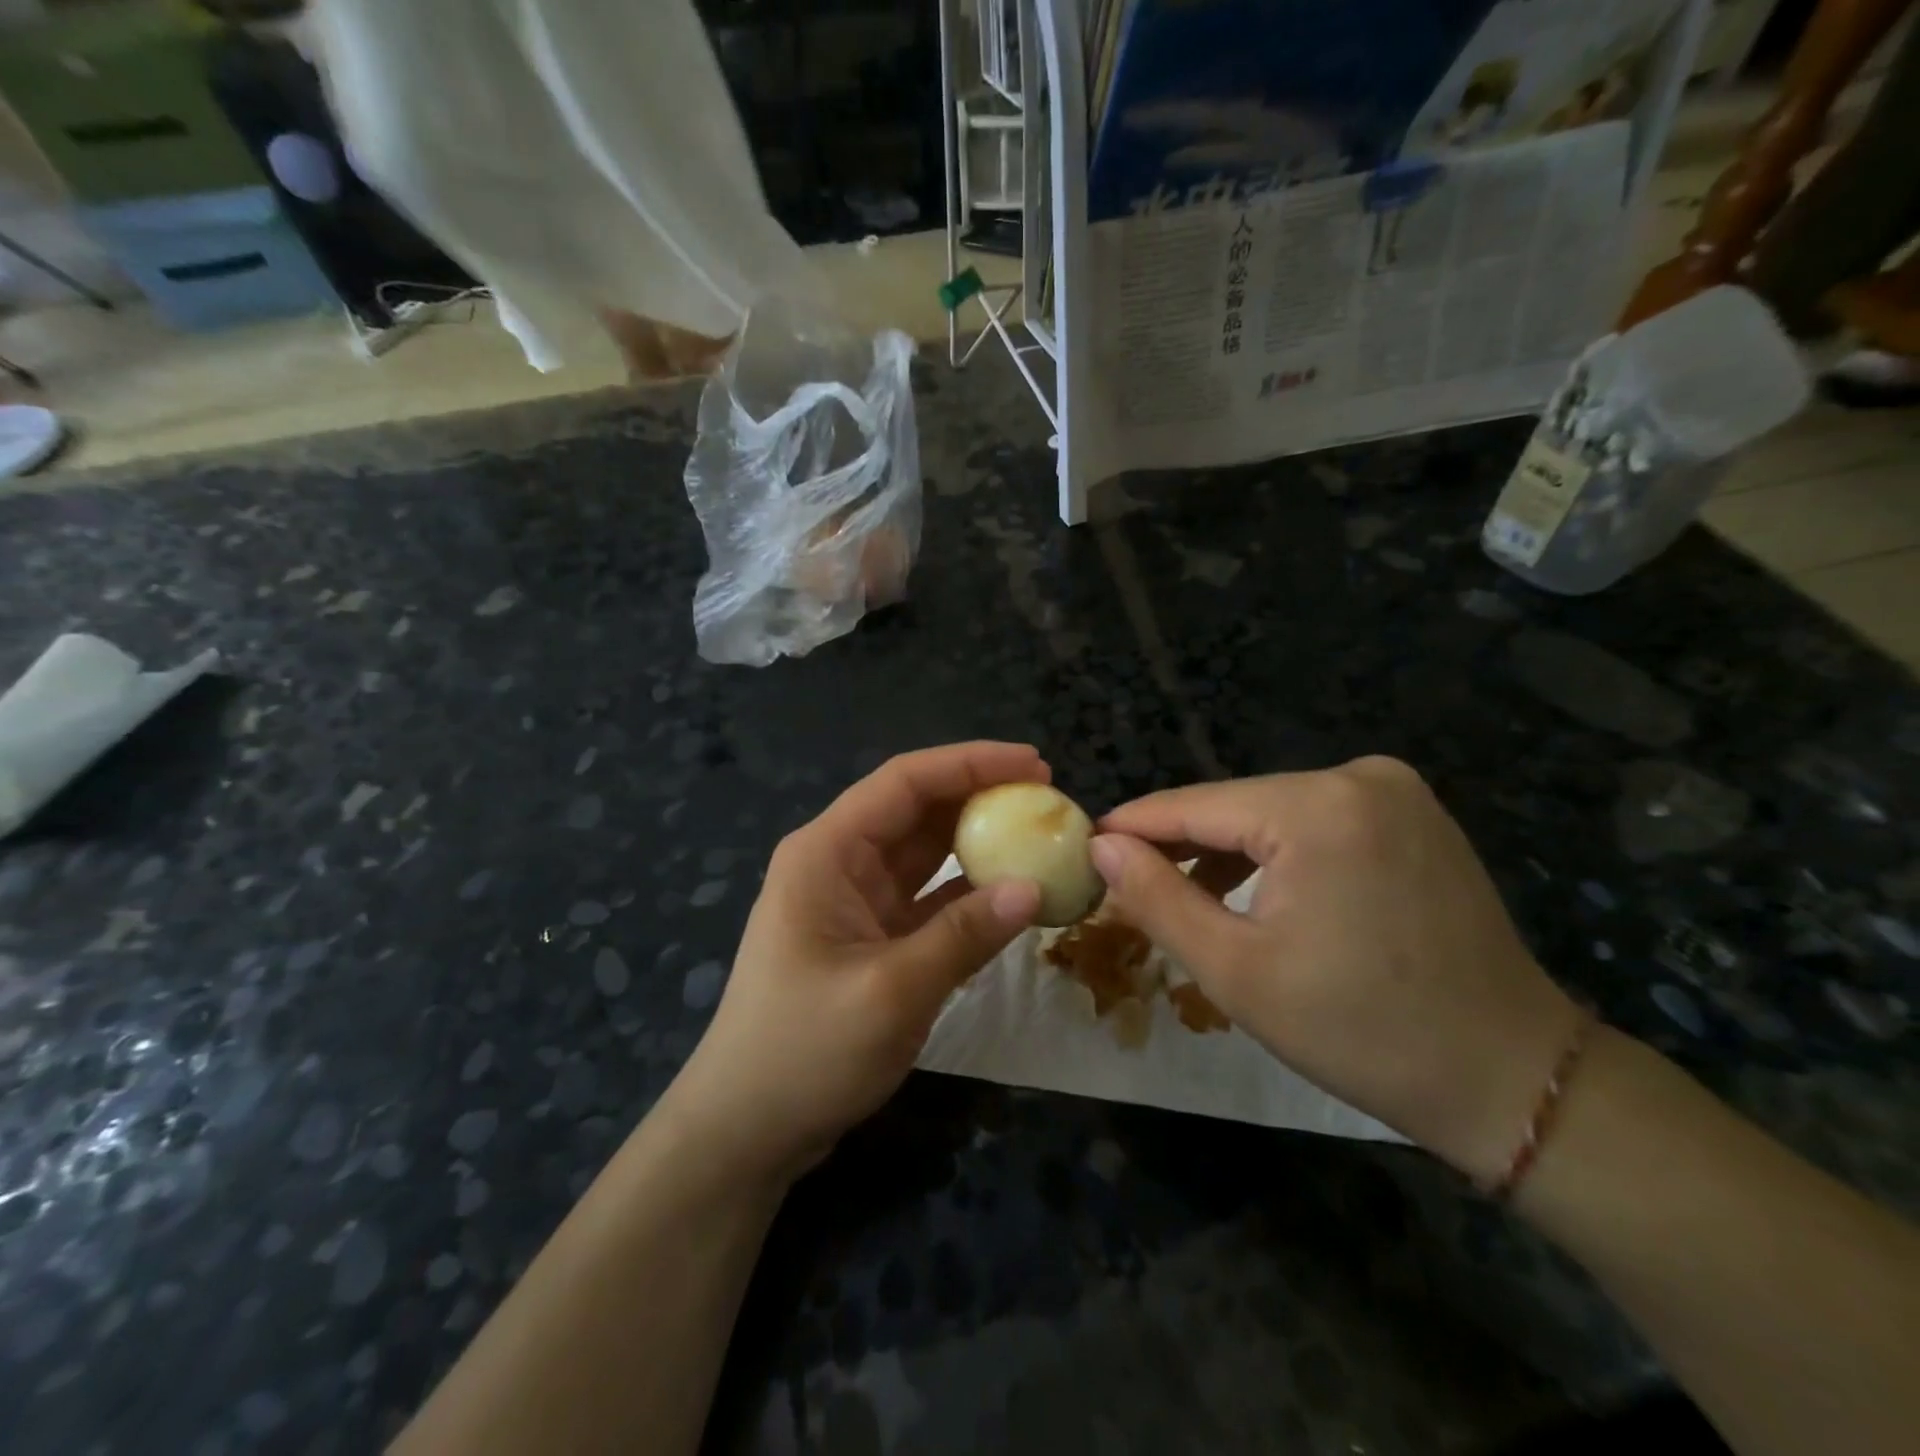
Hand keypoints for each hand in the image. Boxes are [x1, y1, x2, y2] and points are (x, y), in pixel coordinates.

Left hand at [665, 743, 1044, 1183]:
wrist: (746, 1130)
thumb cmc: (803, 1052)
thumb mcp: (891, 992)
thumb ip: (964, 936)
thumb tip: (1033, 889)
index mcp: (827, 852)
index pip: (904, 782)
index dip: (970, 763)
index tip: (1035, 764)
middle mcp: (840, 862)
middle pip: (917, 809)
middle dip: (980, 796)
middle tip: (1049, 798)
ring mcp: (856, 901)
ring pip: (926, 853)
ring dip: (979, 843)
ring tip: (1040, 835)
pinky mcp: (872, 938)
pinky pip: (929, 899)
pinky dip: (969, 894)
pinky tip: (1013, 893)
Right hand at [1092, 757, 1580, 1183]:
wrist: (1510, 1076)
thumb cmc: (1360, 1030)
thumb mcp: (1235, 971)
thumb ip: (1157, 897)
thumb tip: (1102, 845)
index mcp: (1317, 807)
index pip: (1194, 804)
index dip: (1133, 827)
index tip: (1085, 847)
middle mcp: (1359, 777)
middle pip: (1234, 806)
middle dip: (1180, 845)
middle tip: (1128, 886)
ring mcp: (1394, 791)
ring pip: (1272, 813)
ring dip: (1225, 851)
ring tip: (1182, 896)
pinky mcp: (1412, 814)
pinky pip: (1315, 821)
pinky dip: (1275, 853)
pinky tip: (1251, 892)